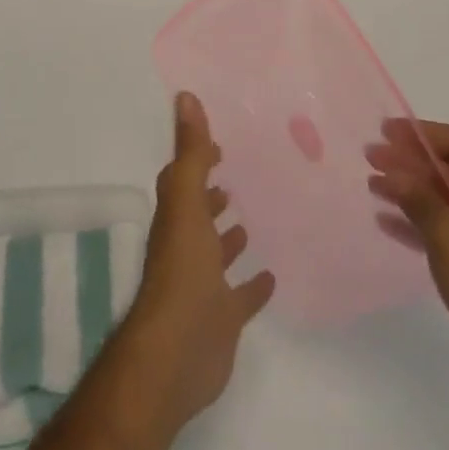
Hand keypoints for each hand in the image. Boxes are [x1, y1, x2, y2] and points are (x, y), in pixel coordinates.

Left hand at [116, 92, 275, 435]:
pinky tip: (272, 276)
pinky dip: (252, 286)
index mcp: (176, 218)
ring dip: (229, 237)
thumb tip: (184, 96)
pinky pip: (240, 297)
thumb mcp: (186, 202)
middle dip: (213, 196)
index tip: (219, 145)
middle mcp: (186, 247)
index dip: (197, 160)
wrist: (177, 353)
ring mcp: (203, 285)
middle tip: (236, 178)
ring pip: (216, 253)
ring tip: (251, 218)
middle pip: (198, 214)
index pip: (184, 179)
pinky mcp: (222, 319)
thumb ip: (191, 152)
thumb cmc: (182, 271)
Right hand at [367, 120, 448, 409]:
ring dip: (414, 192)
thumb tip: (391, 171)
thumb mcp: (448, 235)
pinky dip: (426, 221)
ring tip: (374, 186)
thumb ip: (417, 196)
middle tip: (372, 157)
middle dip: (411, 164)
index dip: (419, 135)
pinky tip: (390, 221)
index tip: (383, 130)